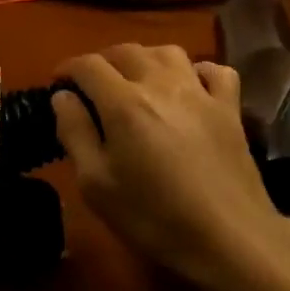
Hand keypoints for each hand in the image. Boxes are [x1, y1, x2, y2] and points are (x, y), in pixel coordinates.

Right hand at [51, 44, 289, 290]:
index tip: (58, 85)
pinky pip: (214, 70)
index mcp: (124, 103)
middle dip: (101, 61)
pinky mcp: (230, 108)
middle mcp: (161, 84)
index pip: (88, 65)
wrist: (231, 239)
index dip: (67, 69)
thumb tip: (63, 97)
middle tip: (91, 85)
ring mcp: (201, 92)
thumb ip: (75, 133)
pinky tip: (189, 86)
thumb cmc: (155, 218)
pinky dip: (196, 70)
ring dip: (144, 58)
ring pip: (168, 51)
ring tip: (135, 80)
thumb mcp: (97, 185)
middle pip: (126, 51)